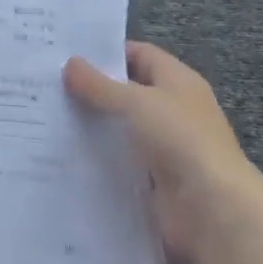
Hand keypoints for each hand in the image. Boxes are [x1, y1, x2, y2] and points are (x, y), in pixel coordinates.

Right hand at [64, 41, 262, 263]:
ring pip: (122, 127)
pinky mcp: (156, 180)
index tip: (67, 54)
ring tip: (48, 116)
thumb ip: (99, 84)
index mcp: (178, 81)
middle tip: (49, 83)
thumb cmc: (179, 139)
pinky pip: (121, 160)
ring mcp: (166, 146)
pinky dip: (99, 157)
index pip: (139, 54)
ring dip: (93, 125)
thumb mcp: (135, 102)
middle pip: (128, 91)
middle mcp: (173, 110)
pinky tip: (66, 153)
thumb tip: (70, 64)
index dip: (106, 52)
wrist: (214, 211)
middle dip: (93, 89)